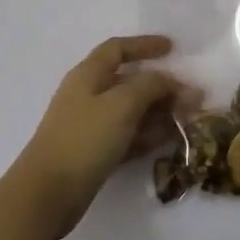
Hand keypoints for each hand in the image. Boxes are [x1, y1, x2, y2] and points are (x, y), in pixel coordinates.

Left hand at [12, 36, 196, 238]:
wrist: (46, 194)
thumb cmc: (84, 139)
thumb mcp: (122, 104)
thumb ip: (152, 86)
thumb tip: (174, 81)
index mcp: (88, 74)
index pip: (118, 49)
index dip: (145, 45)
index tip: (173, 49)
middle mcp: (88, 95)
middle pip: (129, 81)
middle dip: (162, 86)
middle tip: (193, 97)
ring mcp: (90, 125)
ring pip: (131, 110)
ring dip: (160, 112)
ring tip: (189, 120)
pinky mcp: (94, 153)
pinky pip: (127, 135)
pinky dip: (148, 135)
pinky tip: (170, 140)